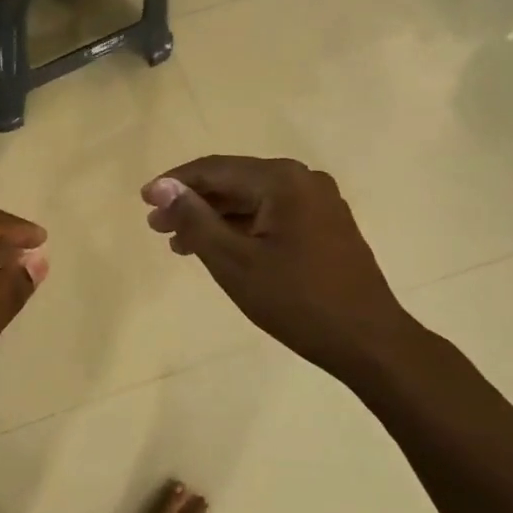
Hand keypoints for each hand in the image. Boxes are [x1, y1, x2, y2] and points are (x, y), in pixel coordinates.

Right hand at [142, 156, 423, 385]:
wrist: (369, 343)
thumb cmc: (296, 301)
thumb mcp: (233, 261)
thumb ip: (195, 219)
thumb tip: (163, 187)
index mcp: (282, 180)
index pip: (215, 169)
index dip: (175, 183)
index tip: (143, 201)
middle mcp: (303, 180)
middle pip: (234, 182)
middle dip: (193, 203)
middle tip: (156, 227)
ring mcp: (319, 203)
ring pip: (252, 201)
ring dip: (214, 219)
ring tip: (179, 244)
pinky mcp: (325, 226)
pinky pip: (272, 216)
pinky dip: (241, 229)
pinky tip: (218, 249)